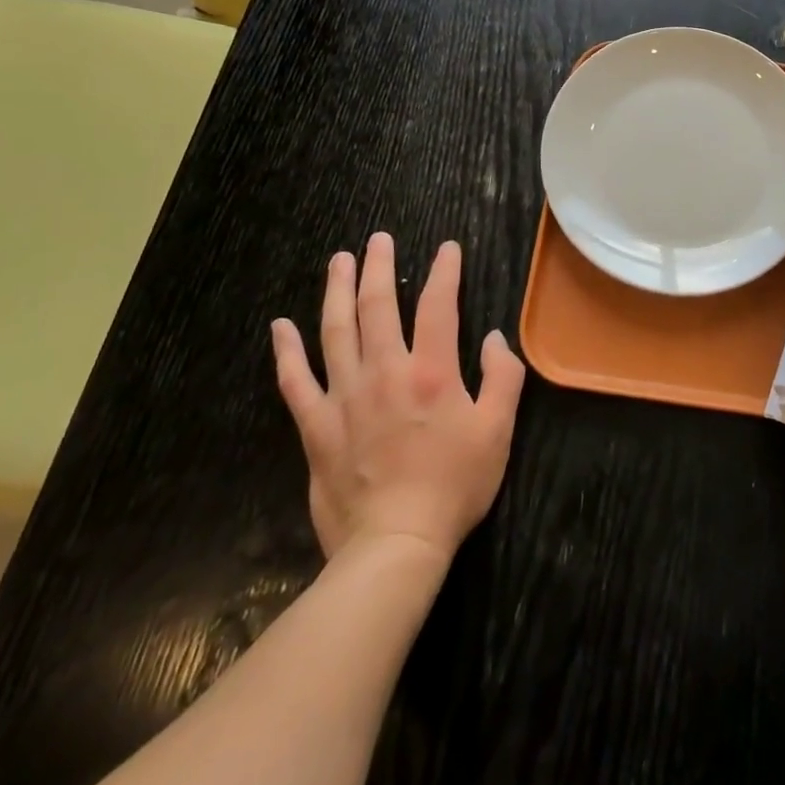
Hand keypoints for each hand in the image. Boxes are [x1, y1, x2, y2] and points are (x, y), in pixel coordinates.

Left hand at [270, 233, 524, 563]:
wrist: (395, 544)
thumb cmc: (454, 485)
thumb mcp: (498, 430)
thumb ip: (503, 377)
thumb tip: (494, 338)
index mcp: (432, 372)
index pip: (439, 306)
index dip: (445, 272)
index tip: (447, 248)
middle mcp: (386, 372)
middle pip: (379, 306)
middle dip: (380, 267)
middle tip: (379, 239)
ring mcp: (345, 397)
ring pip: (336, 331)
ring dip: (337, 291)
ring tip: (339, 261)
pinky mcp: (317, 427)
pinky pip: (296, 381)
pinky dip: (287, 352)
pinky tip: (281, 326)